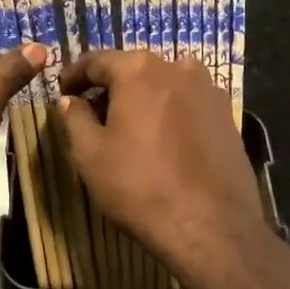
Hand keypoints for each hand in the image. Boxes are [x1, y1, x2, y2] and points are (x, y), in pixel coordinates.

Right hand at [57, 50, 271, 288]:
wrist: (212, 227)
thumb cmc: (140, 186)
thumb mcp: (90, 154)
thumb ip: (75, 118)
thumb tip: (70, 100)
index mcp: (138, 69)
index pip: (96, 60)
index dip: (75, 75)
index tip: (63, 91)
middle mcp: (175, 67)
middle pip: (133, 68)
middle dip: (110, 85)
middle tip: (93, 111)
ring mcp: (207, 89)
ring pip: (164, 82)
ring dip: (144, 96)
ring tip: (131, 125)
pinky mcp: (226, 115)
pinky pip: (188, 102)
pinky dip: (171, 110)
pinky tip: (164, 138)